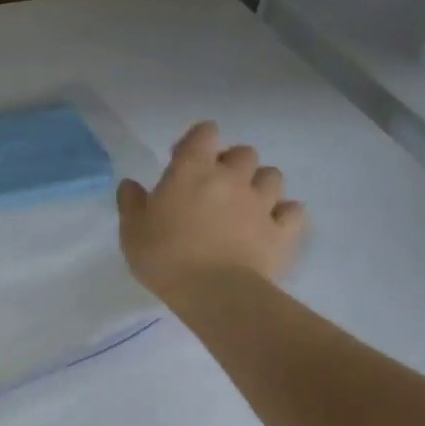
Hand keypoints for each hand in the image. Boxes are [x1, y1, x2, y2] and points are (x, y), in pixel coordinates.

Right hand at [116, 121, 305, 299]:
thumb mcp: (132, 230)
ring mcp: (262, 203)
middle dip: (232, 163)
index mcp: (192, 170)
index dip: (198, 140)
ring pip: (273, 176)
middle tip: (216, 186)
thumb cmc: (165, 257)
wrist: (214, 293)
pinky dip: (285, 214)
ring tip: (246, 204)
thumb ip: (131, 202)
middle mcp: (231, 177)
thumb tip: (130, 184)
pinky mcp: (282, 231)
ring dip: (260, 184)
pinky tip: (273, 225)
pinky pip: (293, 211)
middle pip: (244, 152)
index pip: (205, 132)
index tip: (184, 159)